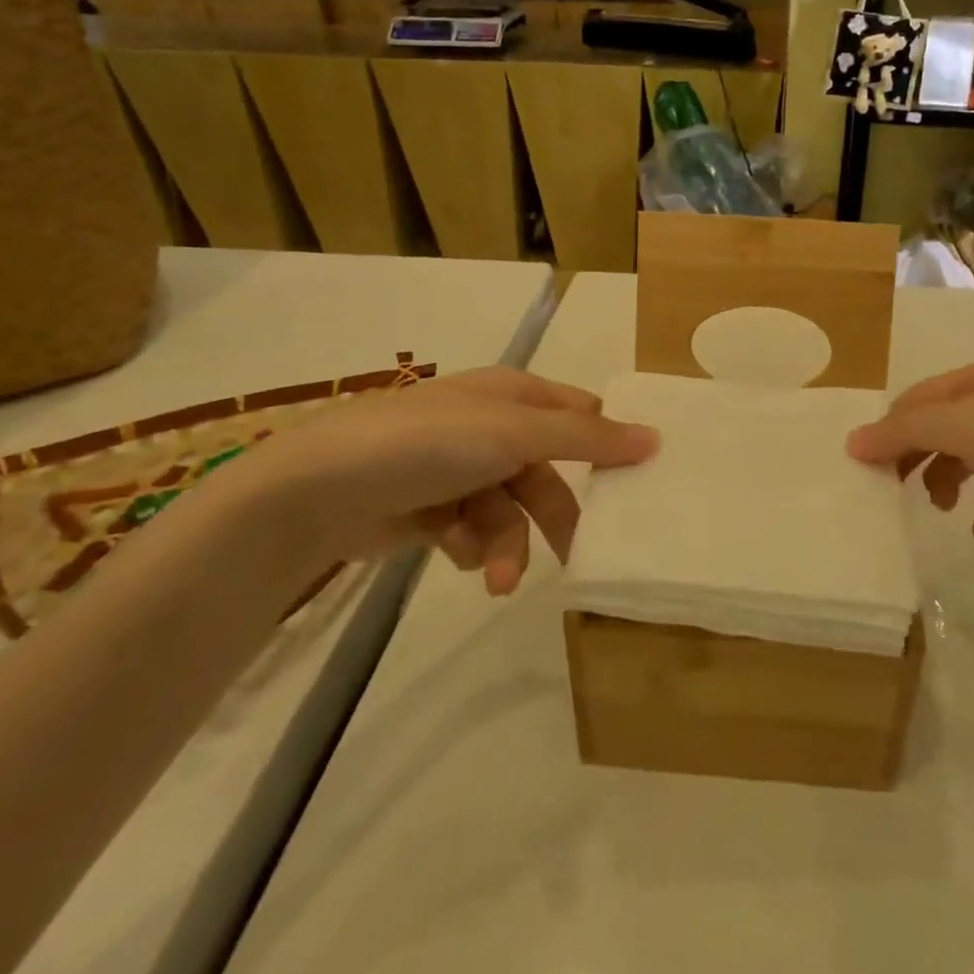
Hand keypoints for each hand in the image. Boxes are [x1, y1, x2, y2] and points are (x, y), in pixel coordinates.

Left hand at [208, 368, 659, 595]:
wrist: (317, 490)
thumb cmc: (427, 445)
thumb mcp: (514, 434)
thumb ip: (586, 438)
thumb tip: (656, 438)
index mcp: (513, 394)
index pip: (580, 414)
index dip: (608, 444)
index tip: (638, 484)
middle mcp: (490, 427)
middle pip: (548, 473)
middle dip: (556, 516)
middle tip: (580, 556)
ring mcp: (459, 469)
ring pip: (511, 511)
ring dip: (509, 544)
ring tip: (497, 579)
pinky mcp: (432, 509)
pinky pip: (473, 529)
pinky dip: (470, 544)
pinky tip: (453, 550)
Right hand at [846, 352, 973, 583]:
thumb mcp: (969, 428)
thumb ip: (907, 430)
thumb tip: (854, 440)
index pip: (927, 394)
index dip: (893, 426)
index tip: (866, 465)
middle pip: (949, 428)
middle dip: (922, 457)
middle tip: (896, 488)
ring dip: (953, 487)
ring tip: (946, 509)